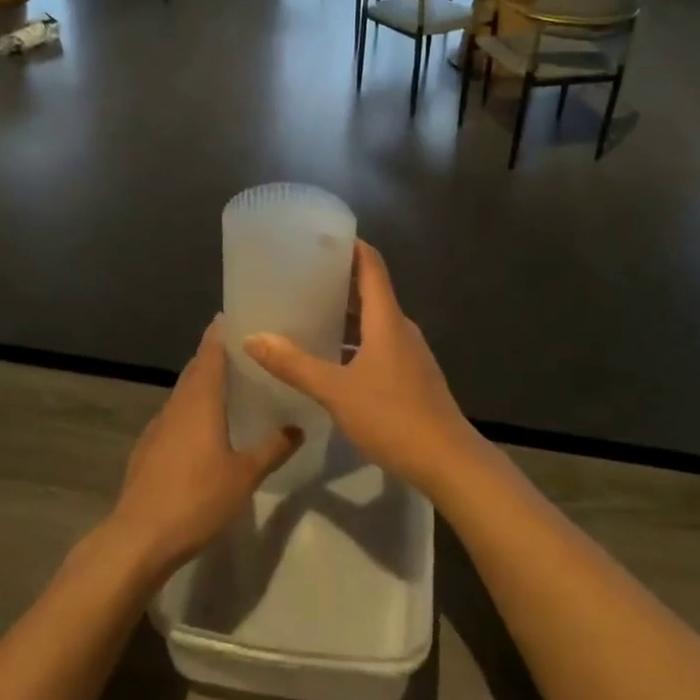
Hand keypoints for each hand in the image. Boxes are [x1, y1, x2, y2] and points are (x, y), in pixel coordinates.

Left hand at [108, 317, 300, 576]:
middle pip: (195, 370)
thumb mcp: (244, 475)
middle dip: (216, 356)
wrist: (139, 537)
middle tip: (245, 351)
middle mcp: (176, 405)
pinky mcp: (148, 449)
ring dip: (204, 385)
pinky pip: (175, 417)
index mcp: (199, 401)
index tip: (236, 316)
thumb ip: (272, 448)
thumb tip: (297, 427)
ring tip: (232, 387)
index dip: (221, 333)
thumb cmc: (196, 499)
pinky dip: (192, 411)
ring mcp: (157, 427)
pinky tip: (206, 430)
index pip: (209, 353)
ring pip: (184, 394)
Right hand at [243, 242, 486, 497]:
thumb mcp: (336, 391)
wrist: (447, 461)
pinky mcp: (410, 375)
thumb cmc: (392, 417)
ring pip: (373, 320)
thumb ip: (294, 365)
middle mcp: (400, 328)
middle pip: (370, 290)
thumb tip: (252, 338)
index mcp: (386, 319)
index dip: (349, 246)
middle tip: (299, 277)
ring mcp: (408, 353)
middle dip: (338, 280)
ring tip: (308, 314)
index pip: (371, 265)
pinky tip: (331, 359)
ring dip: (344, 313)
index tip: (320, 238)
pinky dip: (354, 340)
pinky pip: (378, 344)